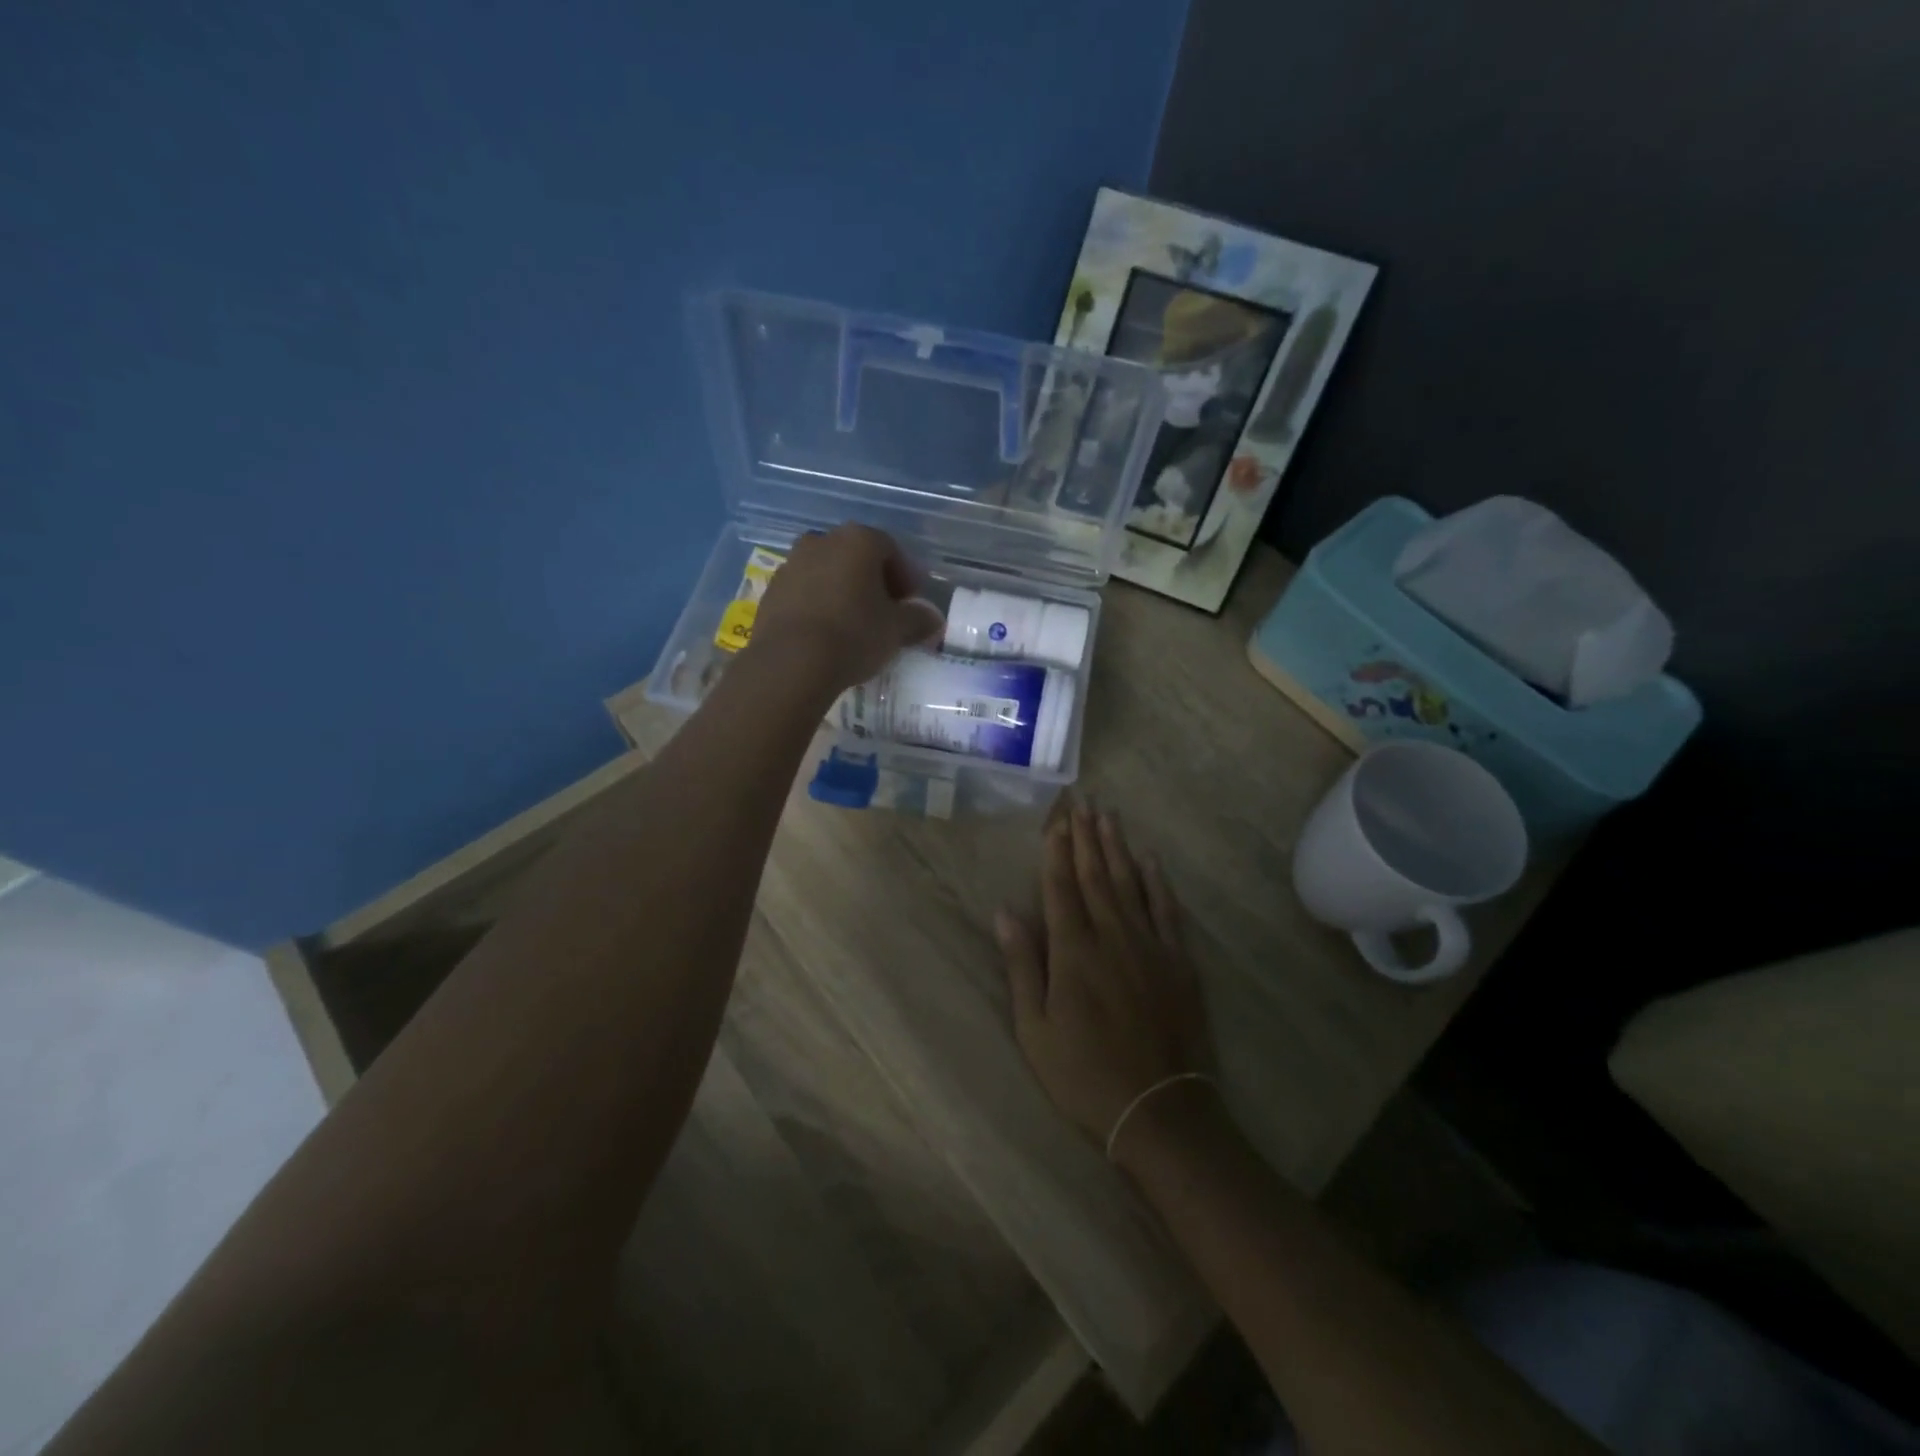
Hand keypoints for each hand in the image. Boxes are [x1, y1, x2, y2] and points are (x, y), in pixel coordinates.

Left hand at [747, 525, 945, 693]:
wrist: (791, 662)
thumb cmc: (854, 634)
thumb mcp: (897, 630)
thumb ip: (918, 619)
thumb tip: (933, 618)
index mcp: (858, 540)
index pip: (890, 549)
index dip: (905, 576)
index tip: (911, 603)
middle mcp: (822, 541)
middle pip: (856, 557)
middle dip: (873, 581)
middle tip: (884, 611)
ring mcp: (791, 564)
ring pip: (827, 573)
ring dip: (843, 591)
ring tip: (853, 624)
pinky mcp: (770, 591)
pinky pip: (804, 592)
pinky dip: (818, 605)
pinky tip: (825, 633)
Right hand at [996, 799, 1213, 1156]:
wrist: (1159, 1107)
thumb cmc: (1084, 1072)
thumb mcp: (1035, 1028)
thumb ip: (1022, 965)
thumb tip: (1004, 912)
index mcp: (1072, 951)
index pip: (1061, 887)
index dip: (1056, 851)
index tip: (1055, 820)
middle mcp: (1111, 936)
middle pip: (1095, 875)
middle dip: (1085, 836)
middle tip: (1081, 801)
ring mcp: (1149, 945)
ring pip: (1129, 883)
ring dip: (1117, 847)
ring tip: (1108, 816)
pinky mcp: (1178, 960)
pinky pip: (1166, 909)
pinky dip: (1157, 881)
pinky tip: (1150, 859)